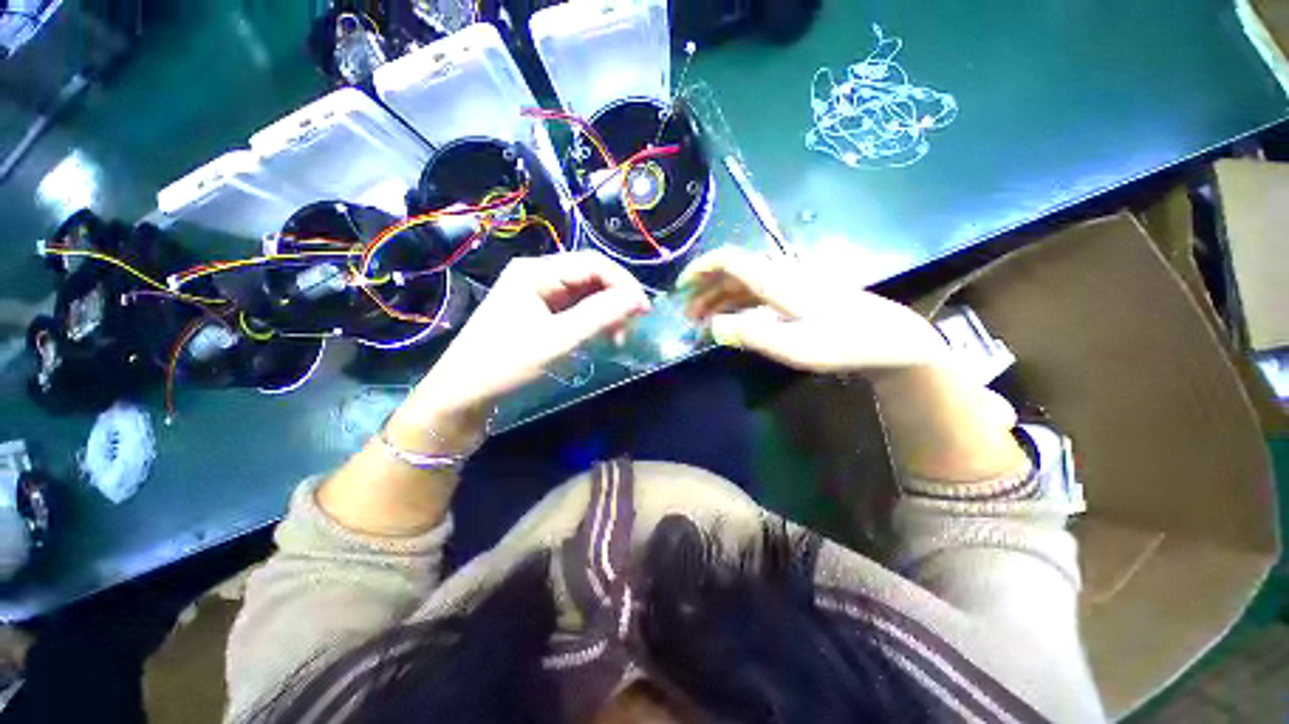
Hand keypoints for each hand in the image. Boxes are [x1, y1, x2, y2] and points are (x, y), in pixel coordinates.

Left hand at [392, 251, 650, 443]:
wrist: (463, 395)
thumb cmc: (506, 364)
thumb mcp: (557, 340)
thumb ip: (600, 316)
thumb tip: (638, 298)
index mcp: (536, 271)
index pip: (593, 264)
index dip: (623, 283)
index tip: (644, 310)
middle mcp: (537, 276)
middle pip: (590, 276)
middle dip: (615, 298)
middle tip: (631, 326)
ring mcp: (536, 295)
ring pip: (584, 294)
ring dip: (606, 311)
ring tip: (617, 337)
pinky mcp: (537, 314)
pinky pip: (574, 309)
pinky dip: (592, 321)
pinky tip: (600, 336)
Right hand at [679, 247, 946, 373]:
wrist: (887, 339)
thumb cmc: (842, 342)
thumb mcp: (793, 346)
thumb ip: (749, 335)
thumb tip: (712, 327)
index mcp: (774, 279)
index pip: (728, 259)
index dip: (700, 268)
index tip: (681, 288)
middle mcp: (778, 274)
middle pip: (731, 271)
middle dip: (704, 289)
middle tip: (687, 314)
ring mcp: (788, 284)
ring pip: (742, 282)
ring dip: (718, 297)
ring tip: (702, 320)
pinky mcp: (796, 295)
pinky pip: (756, 293)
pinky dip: (736, 304)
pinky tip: (731, 319)